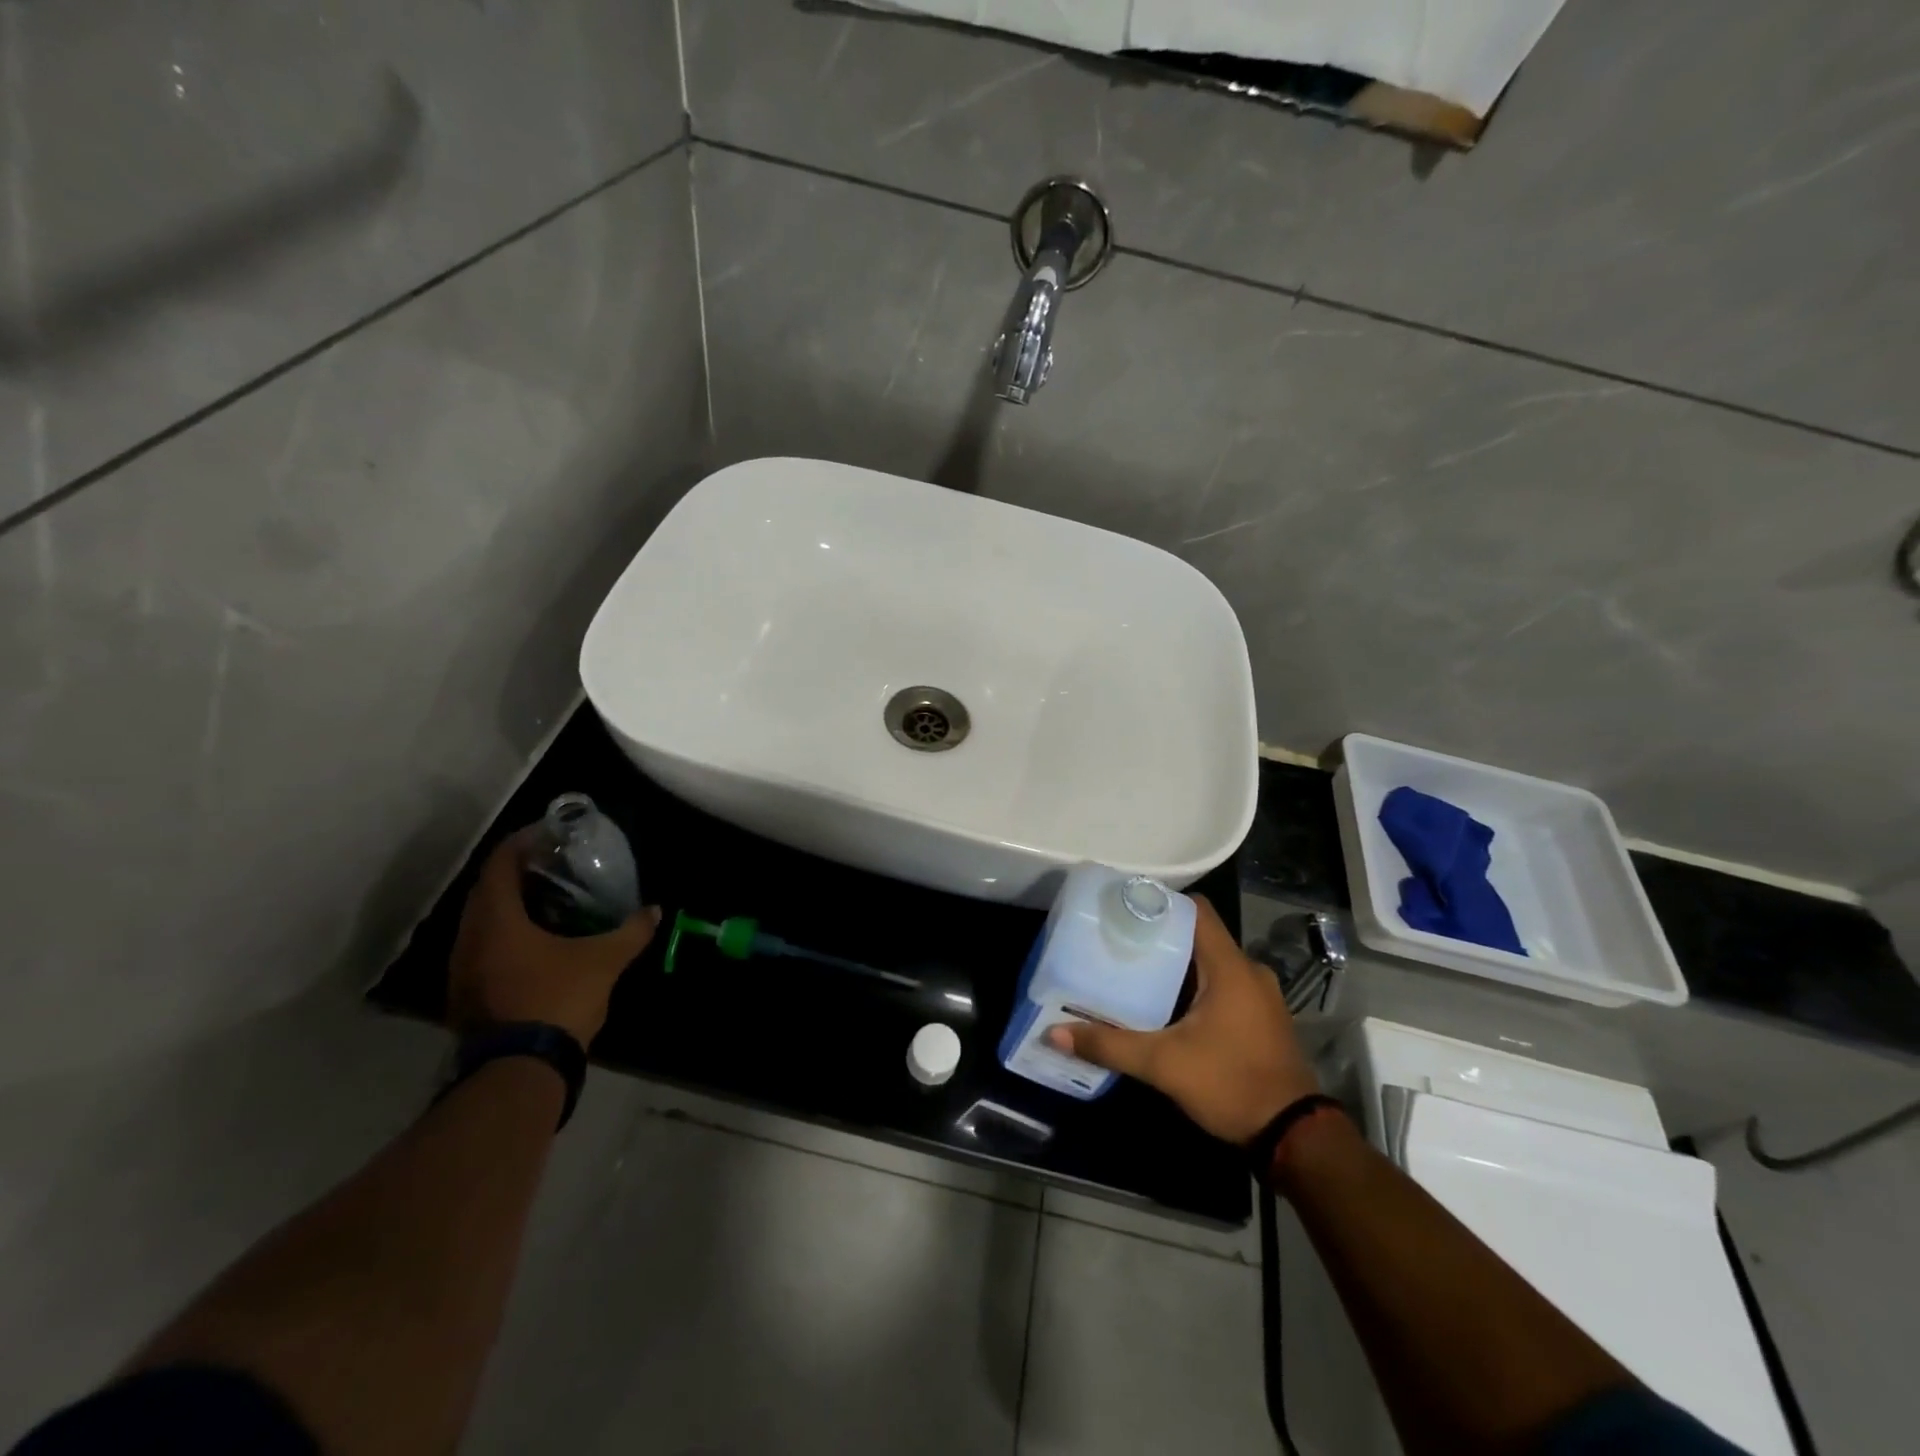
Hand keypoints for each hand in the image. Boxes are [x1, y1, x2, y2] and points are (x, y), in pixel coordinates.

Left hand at [448, 829, 658, 1047]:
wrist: (519, 1071)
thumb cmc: (558, 999)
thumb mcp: (604, 961)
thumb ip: (630, 932)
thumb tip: (655, 910)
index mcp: (496, 920)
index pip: (500, 865)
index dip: (521, 843)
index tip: (547, 833)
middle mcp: (469, 939)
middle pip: (487, 891)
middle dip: (517, 873)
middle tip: (552, 865)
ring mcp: (462, 970)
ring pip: (482, 922)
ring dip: (509, 906)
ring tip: (547, 900)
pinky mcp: (466, 996)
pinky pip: (483, 948)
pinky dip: (506, 934)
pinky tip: (536, 942)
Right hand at [1046, 895, 1319, 1144]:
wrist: (1294, 1137)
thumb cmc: (1231, 1084)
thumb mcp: (1164, 1064)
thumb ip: (1110, 1045)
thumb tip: (1055, 1033)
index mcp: (1230, 967)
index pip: (1196, 910)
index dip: (1162, 903)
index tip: (1125, 909)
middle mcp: (1249, 971)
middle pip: (1199, 936)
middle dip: (1160, 937)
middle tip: (1119, 942)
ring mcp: (1259, 996)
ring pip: (1211, 963)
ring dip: (1178, 966)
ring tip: (1134, 970)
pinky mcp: (1261, 1018)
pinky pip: (1223, 985)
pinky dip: (1195, 987)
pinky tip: (1165, 1005)